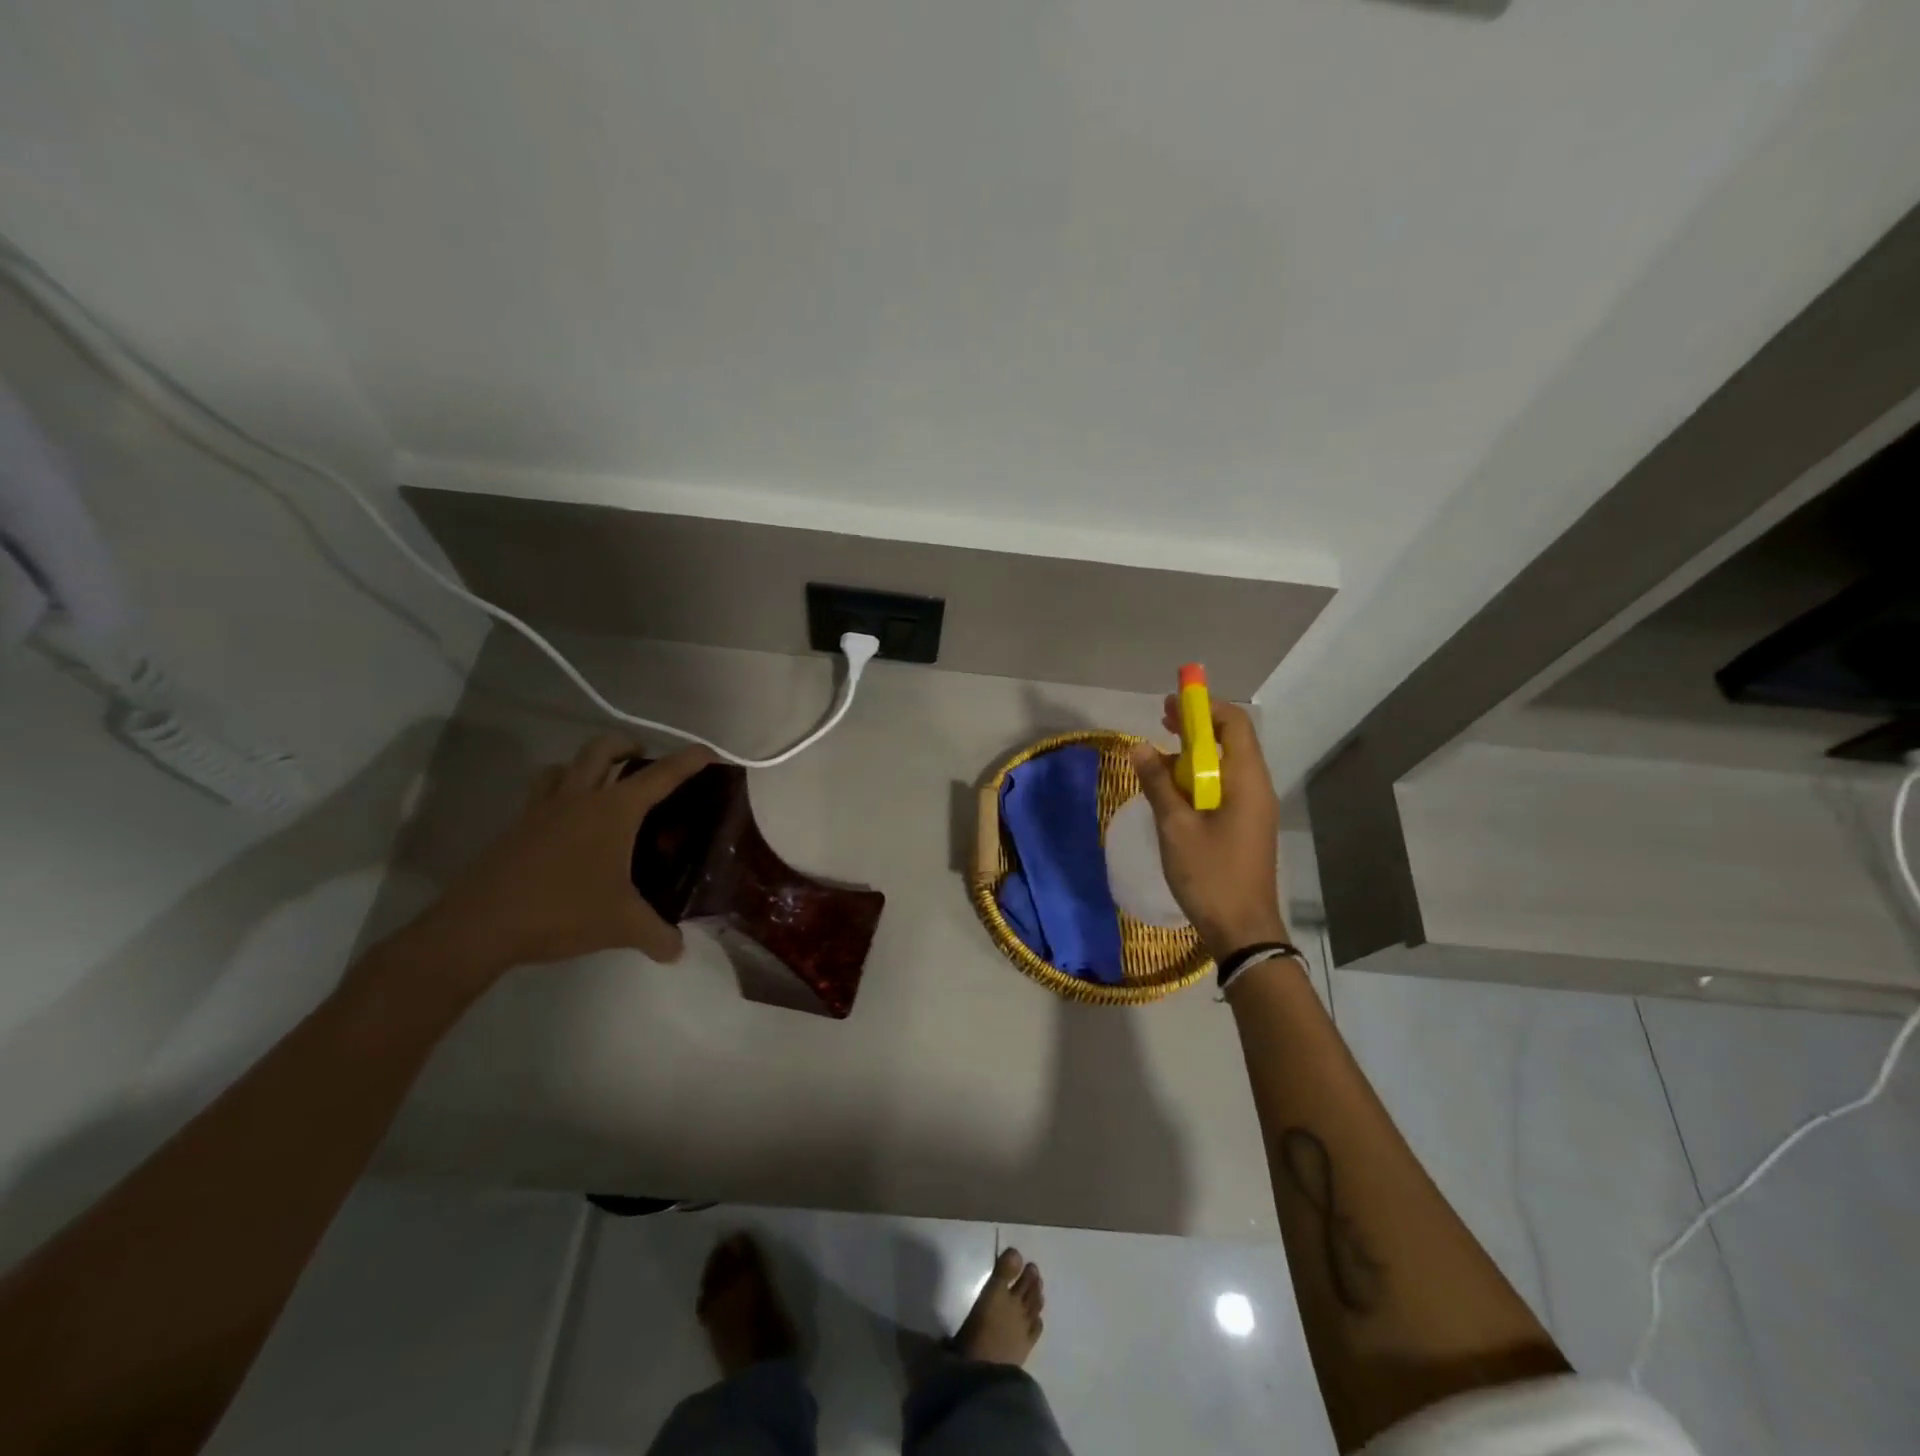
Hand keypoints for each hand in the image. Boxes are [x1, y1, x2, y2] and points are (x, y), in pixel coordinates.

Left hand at [414, 734, 716, 978]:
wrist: (480, 925)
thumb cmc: (562, 911)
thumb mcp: (622, 926)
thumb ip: (657, 935)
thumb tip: (678, 950)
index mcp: (613, 811)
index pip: (661, 775)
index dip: (690, 760)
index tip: (710, 754)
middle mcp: (579, 798)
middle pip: (603, 749)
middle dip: (627, 746)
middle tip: (643, 761)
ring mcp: (542, 809)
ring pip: (566, 765)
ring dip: (588, 765)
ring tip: (601, 786)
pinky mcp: (516, 827)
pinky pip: (542, 793)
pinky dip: (560, 793)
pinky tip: (567, 825)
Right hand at [1129, 700, 1287, 957]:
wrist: (1243, 930)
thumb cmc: (1210, 875)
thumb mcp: (1175, 827)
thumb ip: (1158, 783)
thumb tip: (1139, 747)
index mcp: (1246, 780)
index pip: (1234, 724)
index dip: (1204, 707)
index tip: (1171, 704)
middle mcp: (1256, 787)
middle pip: (1230, 741)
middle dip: (1196, 728)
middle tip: (1161, 722)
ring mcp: (1253, 808)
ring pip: (1225, 766)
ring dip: (1194, 755)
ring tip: (1158, 758)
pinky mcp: (1245, 825)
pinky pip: (1223, 788)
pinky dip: (1198, 779)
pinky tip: (1171, 791)